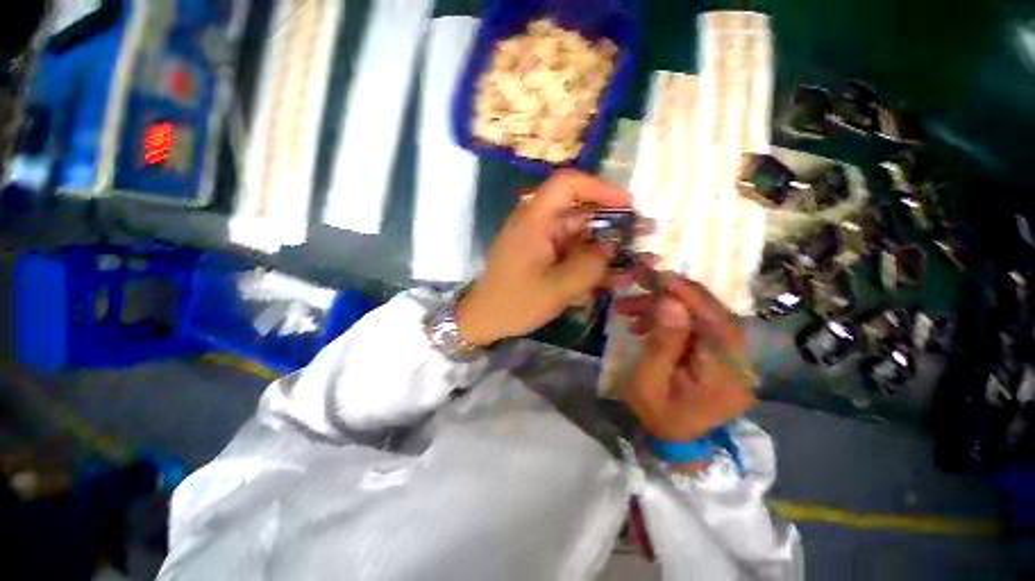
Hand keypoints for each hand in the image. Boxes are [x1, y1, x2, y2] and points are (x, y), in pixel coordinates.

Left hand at [457, 170, 631, 345]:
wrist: (484, 319)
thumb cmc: (515, 303)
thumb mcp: (557, 288)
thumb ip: (590, 266)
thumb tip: (612, 247)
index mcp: (534, 220)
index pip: (568, 184)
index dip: (600, 188)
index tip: (627, 206)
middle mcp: (537, 222)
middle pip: (578, 211)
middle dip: (610, 226)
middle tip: (638, 241)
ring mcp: (538, 238)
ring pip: (577, 234)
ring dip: (601, 249)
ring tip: (627, 266)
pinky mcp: (539, 253)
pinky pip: (568, 250)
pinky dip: (586, 261)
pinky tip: (604, 278)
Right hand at [614, 271, 757, 441]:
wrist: (677, 437)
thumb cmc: (658, 413)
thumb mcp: (648, 382)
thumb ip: (661, 343)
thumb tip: (670, 302)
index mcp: (724, 371)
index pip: (713, 319)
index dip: (686, 293)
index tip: (656, 276)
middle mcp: (739, 358)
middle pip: (708, 311)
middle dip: (667, 296)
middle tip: (635, 288)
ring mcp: (733, 354)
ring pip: (699, 314)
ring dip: (662, 307)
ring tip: (628, 310)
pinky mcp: (721, 351)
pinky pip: (696, 324)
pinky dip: (669, 318)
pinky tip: (645, 323)